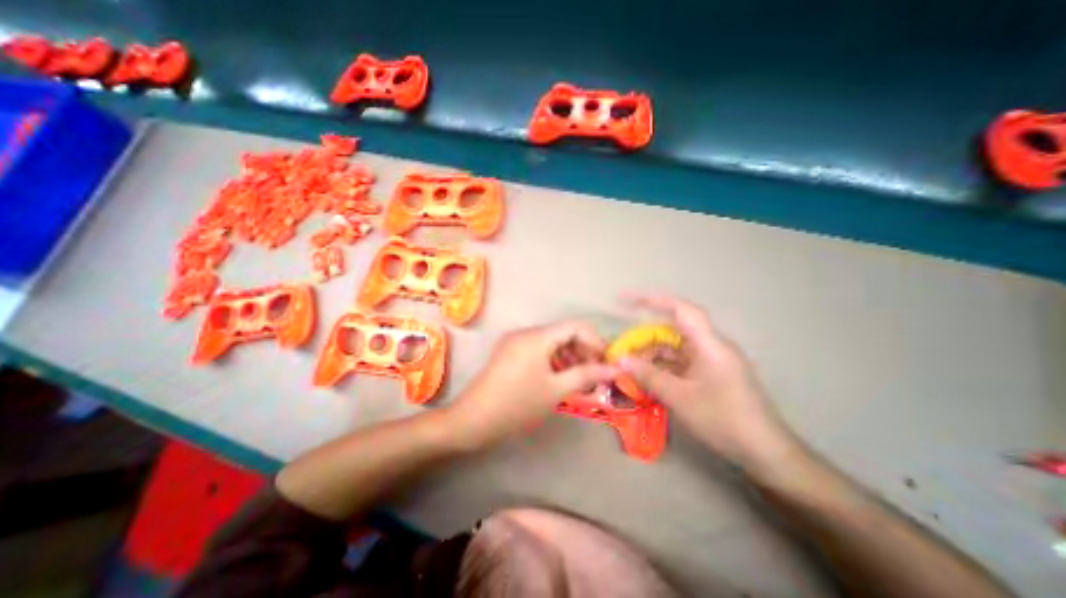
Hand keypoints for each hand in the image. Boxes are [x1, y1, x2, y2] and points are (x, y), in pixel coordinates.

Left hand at [446, 320, 620, 449]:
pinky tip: (559, 378)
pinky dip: (553, 360)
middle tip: (595, 375)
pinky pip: (538, 350)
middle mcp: (526, 332)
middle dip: (582, 351)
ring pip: (551, 342)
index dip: (594, 341)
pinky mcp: (509, 352)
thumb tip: (615, 369)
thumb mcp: (556, 390)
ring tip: (579, 379)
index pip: (575, 326)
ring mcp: (515, 342)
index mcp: (537, 336)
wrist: (473, 420)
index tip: (605, 362)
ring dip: (569, 357)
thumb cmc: (518, 404)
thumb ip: (586, 375)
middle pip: (563, 333)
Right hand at [617, 292, 799, 473]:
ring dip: (653, 354)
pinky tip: (649, 378)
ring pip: (676, 348)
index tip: (627, 299)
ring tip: (631, 366)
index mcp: (710, 344)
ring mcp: (712, 361)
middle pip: (674, 329)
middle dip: (646, 336)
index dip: (653, 300)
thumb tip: (620, 359)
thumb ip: (648, 375)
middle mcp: (712, 346)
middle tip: (624, 347)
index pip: (681, 309)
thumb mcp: (680, 398)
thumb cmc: (724, 420)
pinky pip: (681, 362)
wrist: (766, 452)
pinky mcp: (711, 374)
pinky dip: (663, 366)